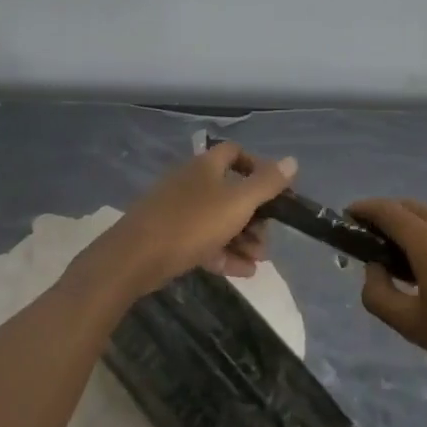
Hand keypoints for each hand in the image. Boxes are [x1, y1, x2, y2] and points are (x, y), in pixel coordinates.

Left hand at [70, 142, 296, 303]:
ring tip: (258, 261)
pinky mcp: (169, 237)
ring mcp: (178, 210)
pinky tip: (243, 273)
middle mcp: (192, 182)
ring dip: (243, 239)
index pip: (236, 154)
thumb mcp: (237, 203)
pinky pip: (204, 241)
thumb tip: (293, 161)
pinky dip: (224, 253)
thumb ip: (267, 183)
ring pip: (218, 220)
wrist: (133, 258)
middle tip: (267, 239)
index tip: (276, 192)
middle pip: (231, 192)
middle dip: (254, 216)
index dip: (258, 168)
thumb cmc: (191, 223)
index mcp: (207, 167)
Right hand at [352, 197, 426, 389]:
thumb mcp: (411, 324)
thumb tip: (373, 270)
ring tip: (401, 255)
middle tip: (371, 237)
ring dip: (411, 224)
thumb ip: (380, 295)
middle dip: (387, 214)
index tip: (348, 216)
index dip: (364, 209)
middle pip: (410, 207)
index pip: (387, 210)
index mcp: (426, 240)